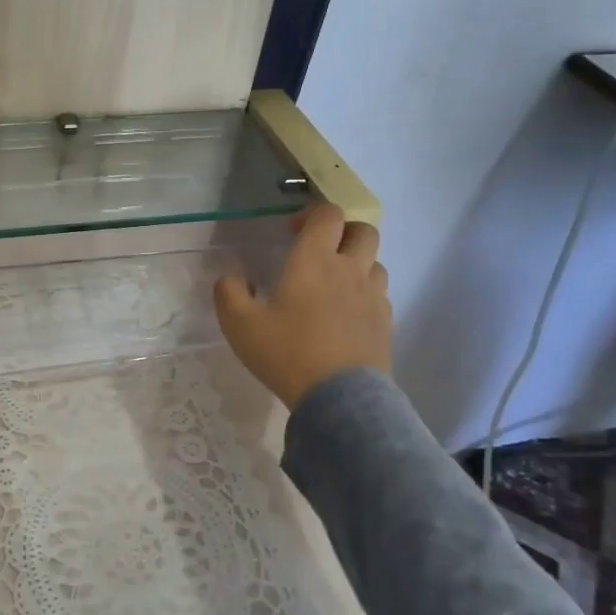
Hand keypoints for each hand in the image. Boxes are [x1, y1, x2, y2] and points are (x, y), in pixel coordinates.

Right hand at [214, 204, 391, 409]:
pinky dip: (365, 295)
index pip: (328, 215)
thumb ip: (229, 293)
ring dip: (357, 264)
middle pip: (364, 231)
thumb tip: (231, 277)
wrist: (339, 399)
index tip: (292, 233)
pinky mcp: (386, 324)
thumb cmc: (288, 353)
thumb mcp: (240, 325)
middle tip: (320, 251)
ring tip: (334, 285)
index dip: (311, 215)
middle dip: (343, 232)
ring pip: (376, 263)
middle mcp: (350, 270)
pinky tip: (346, 315)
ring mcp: (373, 297)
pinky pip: (380, 295)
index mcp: (315, 261)